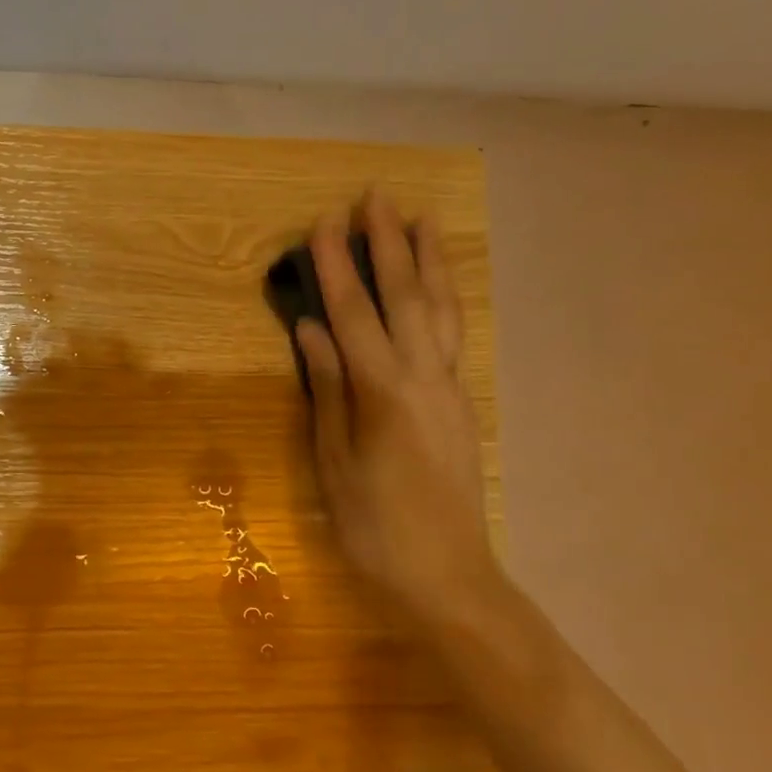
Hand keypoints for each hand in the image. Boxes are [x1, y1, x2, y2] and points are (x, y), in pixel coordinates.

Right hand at [296, 193, 503, 628]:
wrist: (448, 574)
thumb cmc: (374, 526)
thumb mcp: (334, 461)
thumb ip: (327, 388)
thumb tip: (310, 329)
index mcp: (385, 393)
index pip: (355, 315)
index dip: (337, 268)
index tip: (323, 223)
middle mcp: (424, 378)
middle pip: (406, 297)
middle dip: (389, 245)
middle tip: (376, 197)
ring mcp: (449, 388)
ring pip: (441, 310)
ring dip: (429, 261)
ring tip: (421, 219)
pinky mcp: (460, 403)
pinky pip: (451, 334)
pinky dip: (443, 297)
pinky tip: (437, 285)